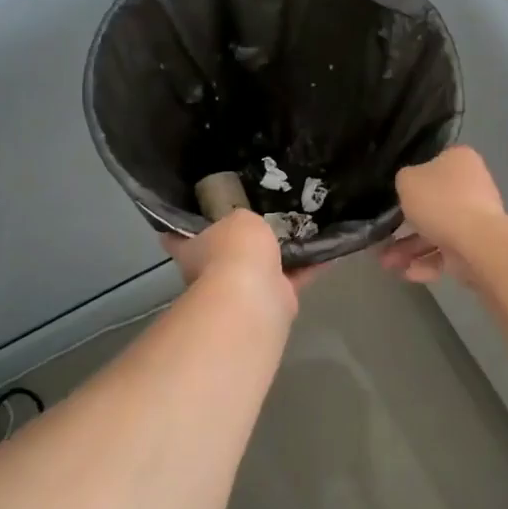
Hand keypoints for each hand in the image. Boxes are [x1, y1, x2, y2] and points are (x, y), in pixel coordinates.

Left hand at [161, 211, 313, 314]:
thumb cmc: (234, 249)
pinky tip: (330, 248)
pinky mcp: (274, 301)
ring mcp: (243, 290)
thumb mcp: (240, 219)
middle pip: (225, 252)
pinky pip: (296, 276)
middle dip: (243, 239)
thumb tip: (251, 228)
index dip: (183, 224)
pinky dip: (312, 264)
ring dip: (282, 252)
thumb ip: (245, 220)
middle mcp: (212, 272)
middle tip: (267, 213)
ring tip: (304, 225)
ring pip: (263, 266)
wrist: (253, 295)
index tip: (198, 208)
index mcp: (191, 250)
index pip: (177, 234)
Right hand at [378, 146, 506, 283]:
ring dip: (410, 249)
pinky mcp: (478, 247)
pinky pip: (448, 253)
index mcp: (460, 161)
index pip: (433, 165)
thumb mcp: (407, 180)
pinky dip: (428, 263)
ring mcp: (477, 218)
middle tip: (384, 239)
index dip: (412, 182)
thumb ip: (404, 181)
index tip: (395, 198)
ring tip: (388, 264)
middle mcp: (472, 186)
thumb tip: (411, 188)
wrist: (477, 243)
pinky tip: (408, 273)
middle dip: (404, 226)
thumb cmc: (440, 202)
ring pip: (437, 232)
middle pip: (433, 204)